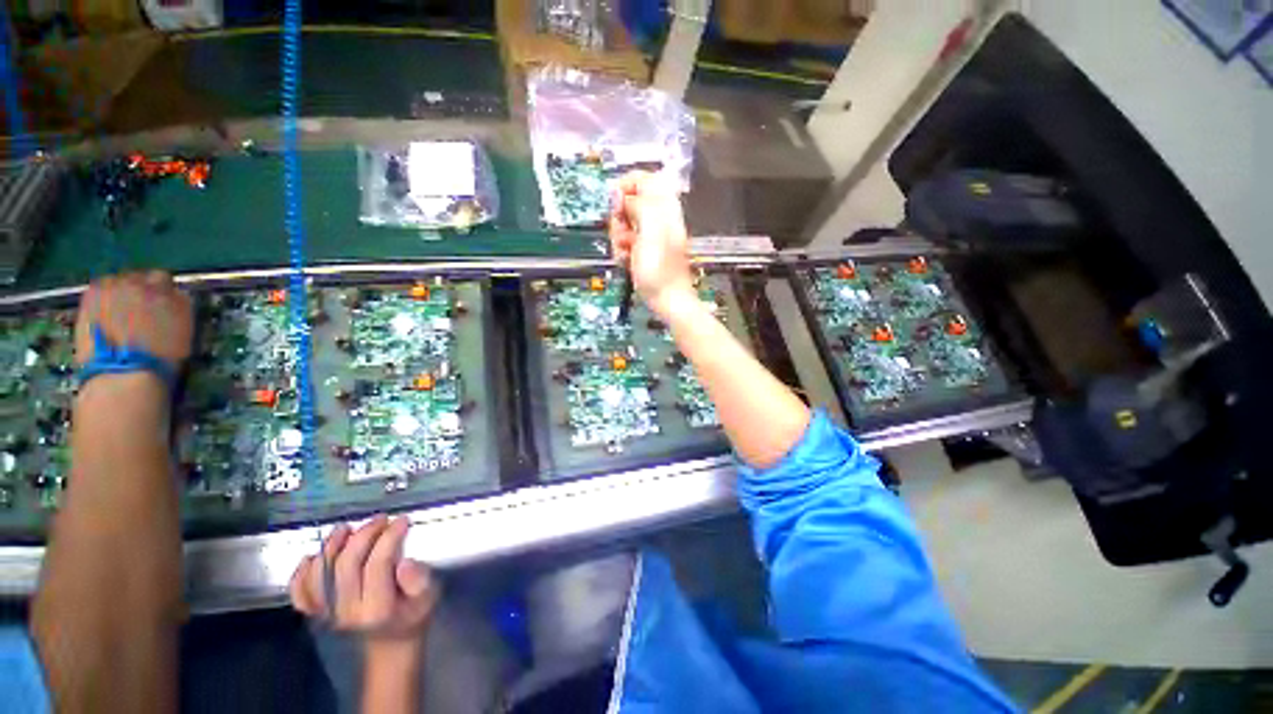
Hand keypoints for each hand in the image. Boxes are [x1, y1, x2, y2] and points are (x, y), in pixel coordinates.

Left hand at [75, 271, 192, 370]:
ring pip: (118, 281)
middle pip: (140, 277)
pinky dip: (102, 298)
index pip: (165, 281)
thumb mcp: (182, 333)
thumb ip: (177, 310)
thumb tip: (172, 301)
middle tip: (138, 308)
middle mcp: (145, 283)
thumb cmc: (161, 358)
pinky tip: (103, 315)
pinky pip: (99, 288)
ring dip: (119, 292)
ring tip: (118, 313)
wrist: (124, 372)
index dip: (162, 292)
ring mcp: (116, 286)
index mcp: (170, 293)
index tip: (160, 304)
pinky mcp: (93, 294)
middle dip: (139, 289)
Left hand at [290, 516, 438, 646]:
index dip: (389, 537)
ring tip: (346, 528)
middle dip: (363, 535)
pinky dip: (302, 573)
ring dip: (331, 547)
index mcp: (378, 609)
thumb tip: (405, 562)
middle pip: (347, 565)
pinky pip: (300, 593)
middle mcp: (347, 612)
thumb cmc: (413, 615)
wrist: (390, 645)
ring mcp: (327, 614)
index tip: (401, 520)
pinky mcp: (316, 614)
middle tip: (380, 519)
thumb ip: (419, 580)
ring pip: (320, 575)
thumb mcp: (428, 598)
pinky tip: (312, 557)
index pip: (378, 565)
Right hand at [609, 172, 695, 318]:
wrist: (667, 300)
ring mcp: (650, 236)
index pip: (645, 179)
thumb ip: (640, 205)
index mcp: (665, 209)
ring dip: (618, 236)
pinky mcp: (643, 251)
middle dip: (620, 216)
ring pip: (624, 223)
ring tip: (626, 250)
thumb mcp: (650, 231)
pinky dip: (622, 249)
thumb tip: (624, 194)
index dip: (627, 185)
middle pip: (630, 202)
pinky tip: (626, 260)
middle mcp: (657, 219)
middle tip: (623, 232)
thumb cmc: (660, 270)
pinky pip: (625, 241)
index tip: (616, 202)